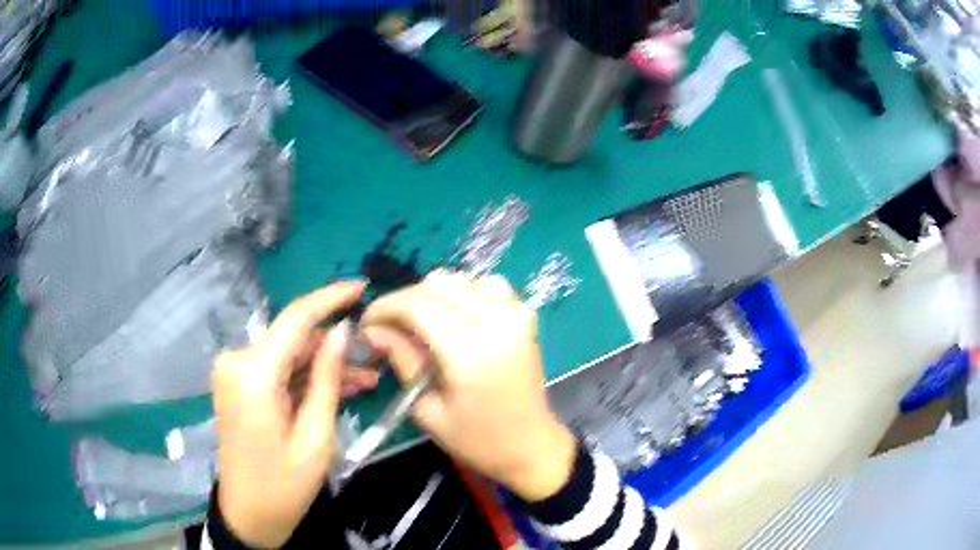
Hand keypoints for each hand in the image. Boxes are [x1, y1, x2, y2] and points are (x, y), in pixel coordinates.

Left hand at [212, 281, 365, 547]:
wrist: (248, 514)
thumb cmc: (284, 486)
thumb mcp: (315, 437)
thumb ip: (327, 378)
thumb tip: (342, 330)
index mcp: (253, 375)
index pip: (295, 319)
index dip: (330, 298)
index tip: (362, 286)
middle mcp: (237, 362)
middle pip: (293, 339)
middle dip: (334, 347)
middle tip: (375, 361)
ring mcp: (234, 372)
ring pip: (288, 355)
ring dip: (323, 365)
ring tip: (365, 380)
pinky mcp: (238, 383)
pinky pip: (277, 370)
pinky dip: (305, 377)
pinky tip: (336, 388)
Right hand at [362, 271, 576, 501]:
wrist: (531, 446)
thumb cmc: (477, 440)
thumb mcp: (428, 410)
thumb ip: (402, 361)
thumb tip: (373, 330)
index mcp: (471, 354)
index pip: (418, 305)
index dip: (386, 307)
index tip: (368, 322)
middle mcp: (497, 324)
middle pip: (438, 284)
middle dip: (405, 300)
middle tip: (390, 326)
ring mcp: (516, 315)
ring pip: (462, 279)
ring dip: (434, 295)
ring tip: (421, 324)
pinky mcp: (526, 316)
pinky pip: (488, 285)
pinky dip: (465, 294)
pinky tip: (457, 318)